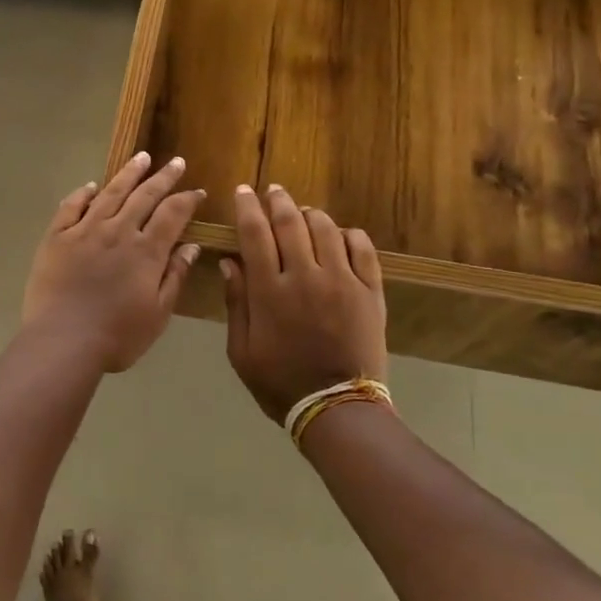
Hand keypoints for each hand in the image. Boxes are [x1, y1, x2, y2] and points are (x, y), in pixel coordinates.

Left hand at [22, 152, 204, 372]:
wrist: (62, 341)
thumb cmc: (117, 336)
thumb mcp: (158, 313)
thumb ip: (174, 276)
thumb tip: (190, 246)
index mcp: (146, 251)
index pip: (173, 214)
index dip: (187, 199)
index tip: (198, 191)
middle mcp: (117, 231)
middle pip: (144, 196)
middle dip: (163, 177)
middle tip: (176, 162)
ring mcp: (84, 231)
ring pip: (110, 193)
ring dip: (128, 174)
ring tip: (141, 157)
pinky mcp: (56, 238)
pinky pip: (71, 207)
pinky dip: (82, 193)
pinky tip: (91, 186)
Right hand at [219, 185, 386, 422]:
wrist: (337, 408)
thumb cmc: (280, 383)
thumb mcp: (241, 350)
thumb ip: (236, 303)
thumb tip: (230, 263)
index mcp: (269, 291)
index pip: (255, 234)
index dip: (247, 208)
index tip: (243, 191)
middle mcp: (305, 277)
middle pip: (291, 223)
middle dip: (278, 201)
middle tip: (273, 191)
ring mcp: (342, 282)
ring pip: (326, 229)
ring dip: (311, 214)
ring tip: (303, 213)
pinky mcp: (370, 292)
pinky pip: (362, 248)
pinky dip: (349, 235)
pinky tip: (340, 236)